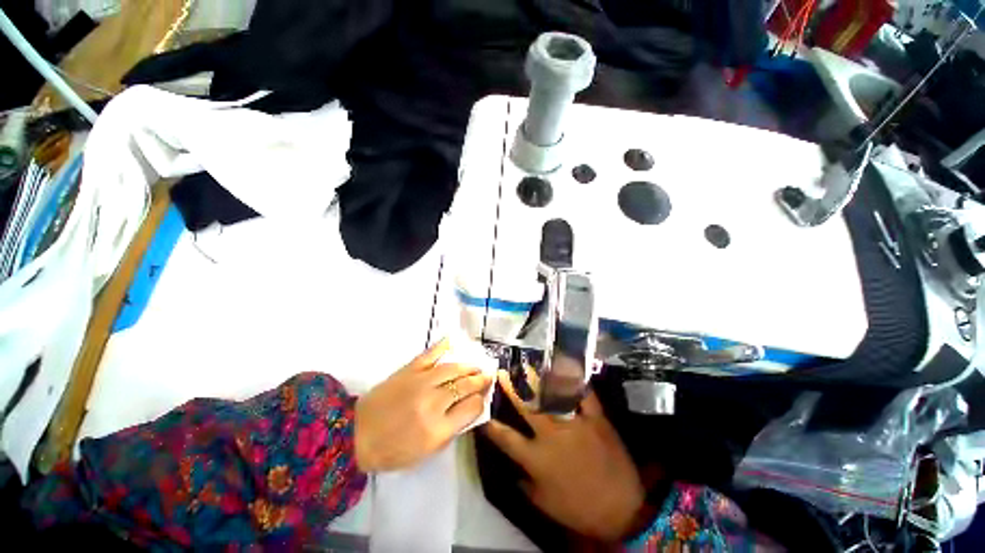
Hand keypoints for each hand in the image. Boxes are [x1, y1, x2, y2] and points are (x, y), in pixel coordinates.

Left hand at [355, 339, 492, 471]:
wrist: (357, 434)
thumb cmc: (393, 450)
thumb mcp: (426, 451)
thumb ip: (451, 430)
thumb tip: (469, 408)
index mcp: (438, 429)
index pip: (472, 408)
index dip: (481, 401)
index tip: (482, 398)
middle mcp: (433, 402)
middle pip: (465, 385)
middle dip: (480, 380)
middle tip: (487, 376)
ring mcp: (421, 382)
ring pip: (453, 368)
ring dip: (468, 366)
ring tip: (476, 366)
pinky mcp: (409, 370)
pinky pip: (430, 354)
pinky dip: (442, 346)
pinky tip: (453, 341)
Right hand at [483, 372, 645, 542]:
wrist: (622, 509)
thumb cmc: (579, 509)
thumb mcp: (545, 504)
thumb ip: (525, 485)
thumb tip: (513, 471)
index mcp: (536, 458)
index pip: (505, 437)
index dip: (491, 424)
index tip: (482, 410)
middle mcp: (551, 435)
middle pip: (526, 406)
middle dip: (511, 388)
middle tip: (502, 372)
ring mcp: (574, 423)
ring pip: (551, 396)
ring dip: (537, 379)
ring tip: (527, 366)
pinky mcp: (595, 418)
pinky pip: (584, 395)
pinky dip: (576, 381)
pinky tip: (567, 369)